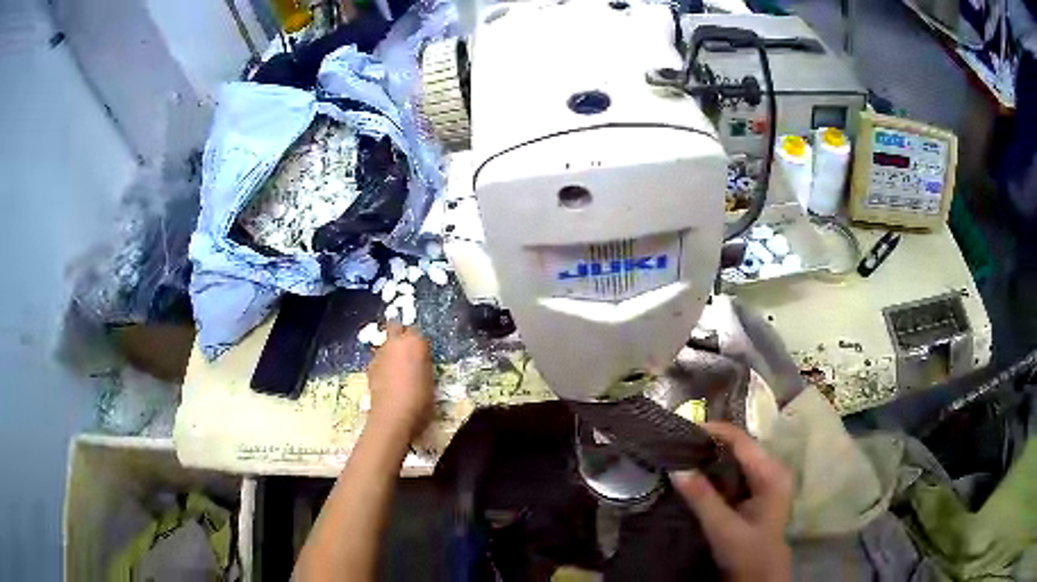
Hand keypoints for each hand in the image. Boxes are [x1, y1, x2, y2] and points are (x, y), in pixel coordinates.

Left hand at [366, 322, 434, 441]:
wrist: (394, 415)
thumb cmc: (420, 399)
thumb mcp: (430, 379)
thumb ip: (424, 364)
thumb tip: (419, 361)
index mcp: (416, 342)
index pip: (418, 332)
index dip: (420, 343)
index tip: (423, 353)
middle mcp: (396, 342)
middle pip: (396, 326)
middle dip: (400, 333)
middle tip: (407, 350)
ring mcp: (380, 353)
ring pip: (385, 344)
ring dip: (390, 350)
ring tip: (396, 368)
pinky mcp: (369, 366)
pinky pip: (378, 359)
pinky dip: (383, 364)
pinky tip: (387, 379)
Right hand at [671, 422, 792, 581]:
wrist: (761, 576)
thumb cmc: (747, 552)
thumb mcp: (723, 528)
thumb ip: (702, 498)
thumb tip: (676, 468)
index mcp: (772, 474)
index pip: (742, 441)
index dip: (715, 431)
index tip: (685, 429)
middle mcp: (773, 470)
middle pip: (741, 446)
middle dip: (712, 443)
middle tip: (680, 444)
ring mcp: (768, 481)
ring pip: (738, 458)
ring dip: (714, 456)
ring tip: (685, 455)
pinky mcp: (759, 492)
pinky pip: (738, 471)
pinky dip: (719, 469)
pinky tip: (700, 474)